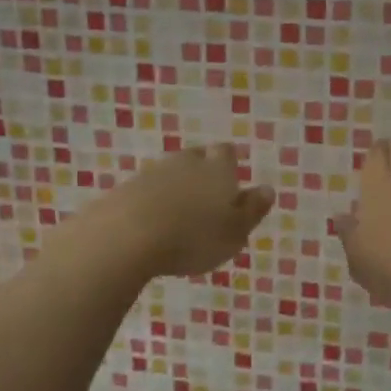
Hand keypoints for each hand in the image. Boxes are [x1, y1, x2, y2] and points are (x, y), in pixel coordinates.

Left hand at [83, 144, 274, 279]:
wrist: (125, 237)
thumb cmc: (193, 237)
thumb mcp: (235, 232)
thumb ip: (253, 210)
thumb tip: (267, 189)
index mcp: (217, 169)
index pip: (226, 153)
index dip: (229, 165)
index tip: (230, 183)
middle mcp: (185, 162)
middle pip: (196, 158)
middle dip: (202, 173)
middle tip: (206, 200)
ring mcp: (151, 173)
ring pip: (169, 173)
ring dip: (175, 188)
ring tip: (179, 216)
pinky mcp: (124, 189)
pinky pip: (145, 191)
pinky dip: (151, 202)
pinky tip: (151, 225)